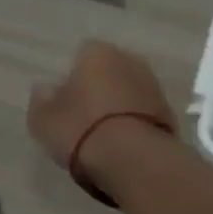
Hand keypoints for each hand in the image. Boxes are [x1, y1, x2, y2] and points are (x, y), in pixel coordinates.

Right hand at [28, 42, 177, 191]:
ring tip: (103, 136)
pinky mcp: (170, 113)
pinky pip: (143, 113)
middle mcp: (130, 60)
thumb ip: (41, 100)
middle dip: (98, 88)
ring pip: (128, 91)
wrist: (135, 160)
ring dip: (118, 106)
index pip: (81, 55)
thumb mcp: (44, 120)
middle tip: (83, 117)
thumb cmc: (82, 130)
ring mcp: (154, 86)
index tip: (64, 101)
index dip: (71, 78)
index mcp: (97, 53)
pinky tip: (123, 145)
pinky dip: (134, 123)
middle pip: (109, 71)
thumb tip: (43, 88)